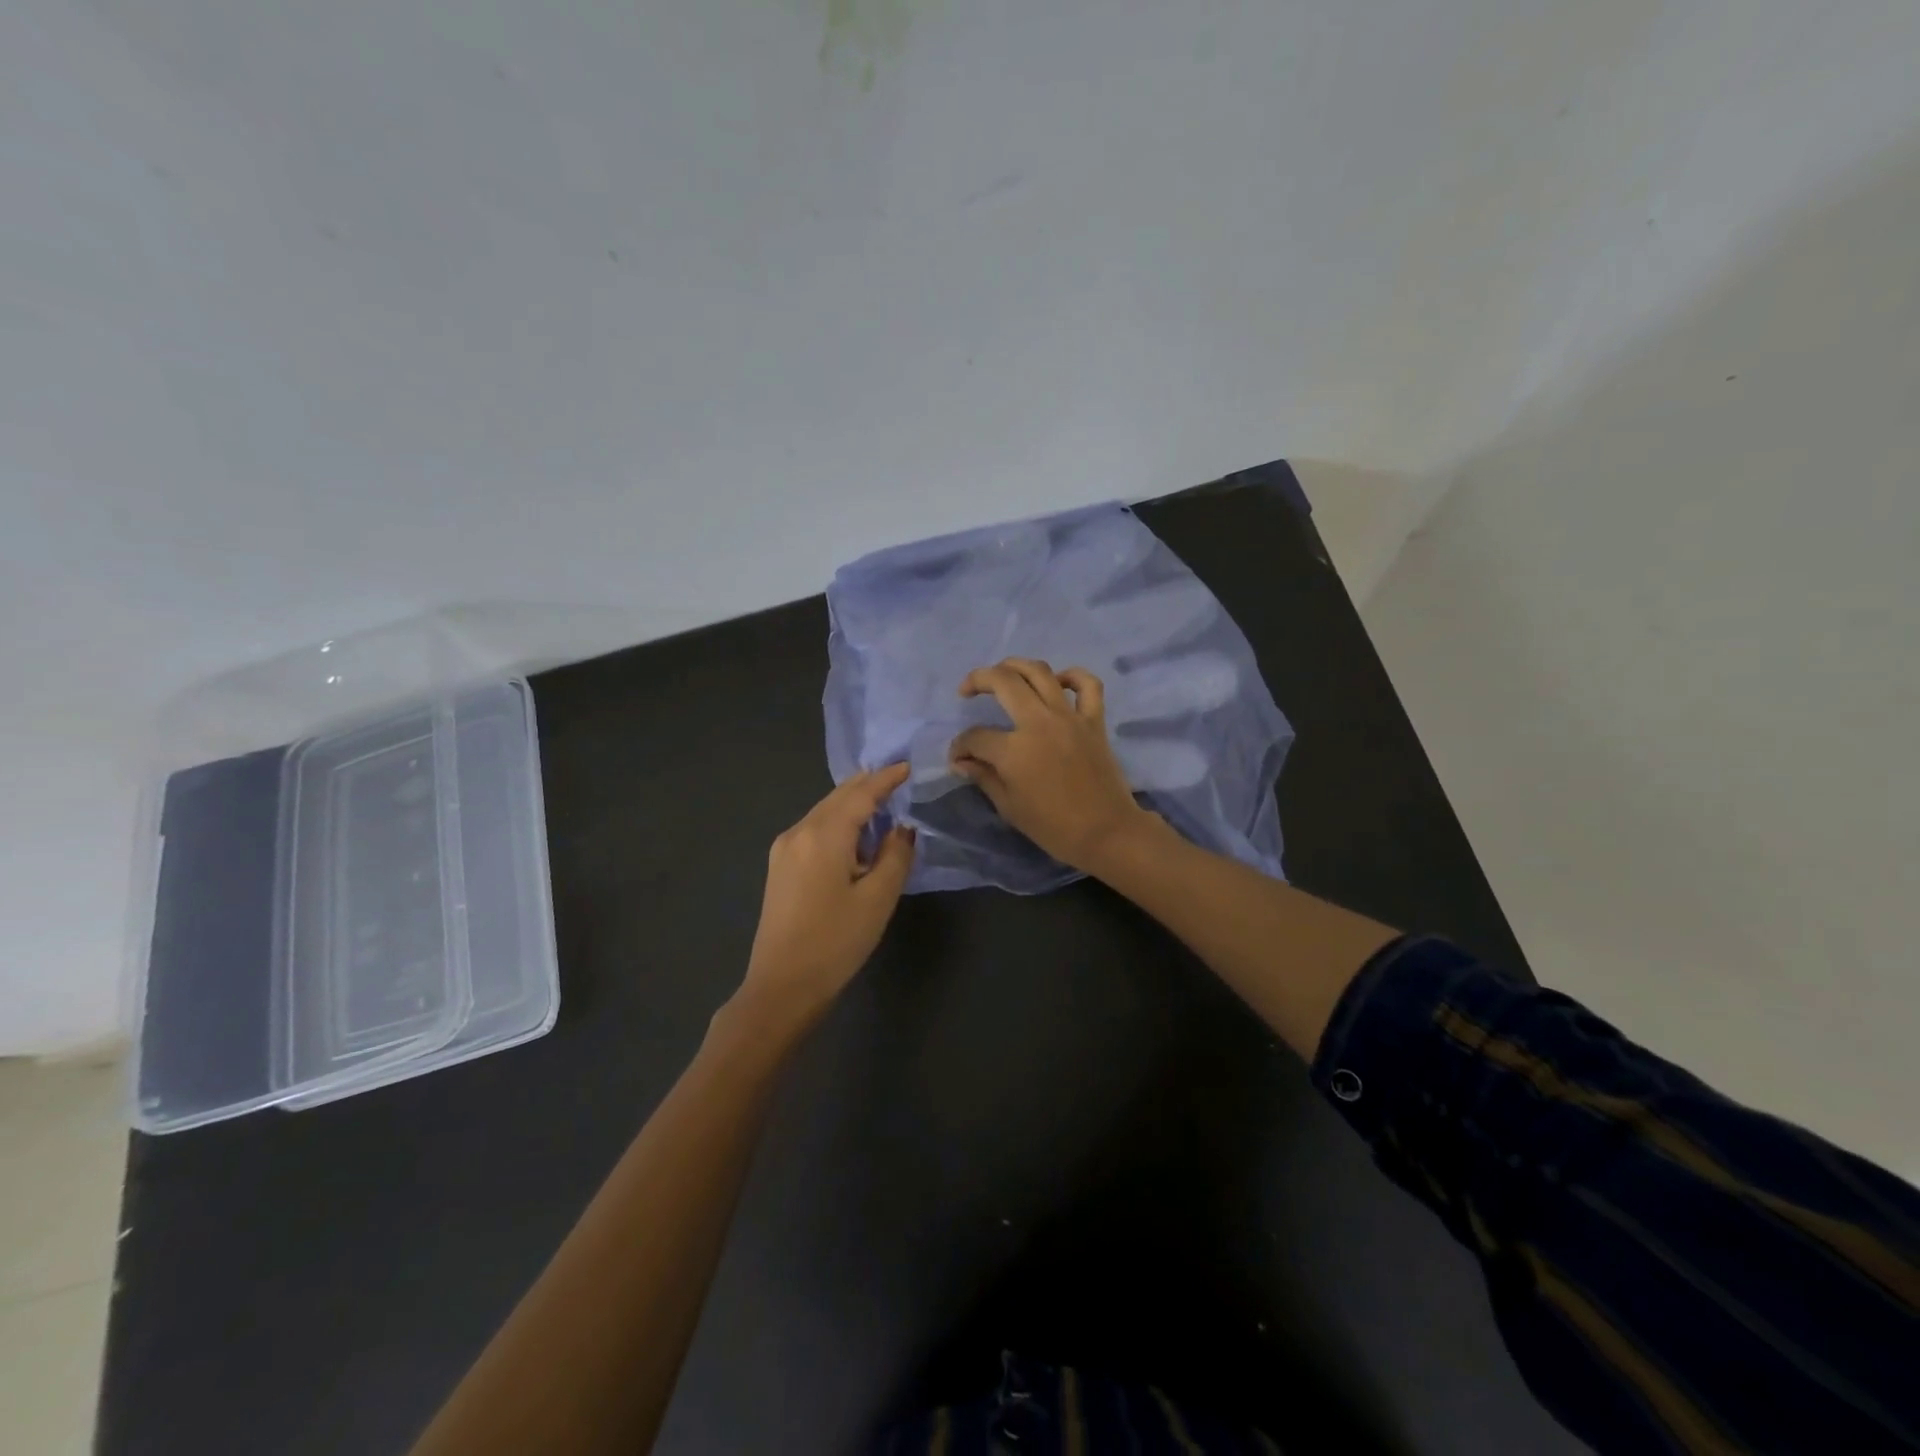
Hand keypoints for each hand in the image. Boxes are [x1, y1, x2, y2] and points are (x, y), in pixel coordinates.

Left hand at [737, 763, 915, 1028]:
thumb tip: (902, 828)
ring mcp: (784, 849)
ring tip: (880, 801)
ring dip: (851, 803)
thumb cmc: (836, 942)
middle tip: (896, 777)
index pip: (860, 795)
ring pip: (824, 811)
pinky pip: (814, 828)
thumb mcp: (877, 899)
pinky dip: (837, 821)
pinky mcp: (780, 866)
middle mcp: (799, 832)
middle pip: (837, 797)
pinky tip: (854, 833)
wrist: (782, 986)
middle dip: (867, 785)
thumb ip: (895, 855)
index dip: (885, 779)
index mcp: (823, 836)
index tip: (907, 767)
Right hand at [949, 659, 1152, 872]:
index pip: (975, 737)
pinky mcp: (1094, 720)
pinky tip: (1058, 681)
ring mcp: (1069, 717)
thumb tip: (961, 761)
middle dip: (977, 680)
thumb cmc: (1053, 827)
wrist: (1106, 832)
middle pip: (1003, 682)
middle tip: (967, 690)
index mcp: (1013, 750)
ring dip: (1015, 665)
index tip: (958, 758)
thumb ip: (983, 777)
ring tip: (1003, 673)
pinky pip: (1088, 685)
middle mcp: (1039, 723)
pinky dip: (1072, 676)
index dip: (960, 746)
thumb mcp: (1009, 807)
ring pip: (1040, 672)